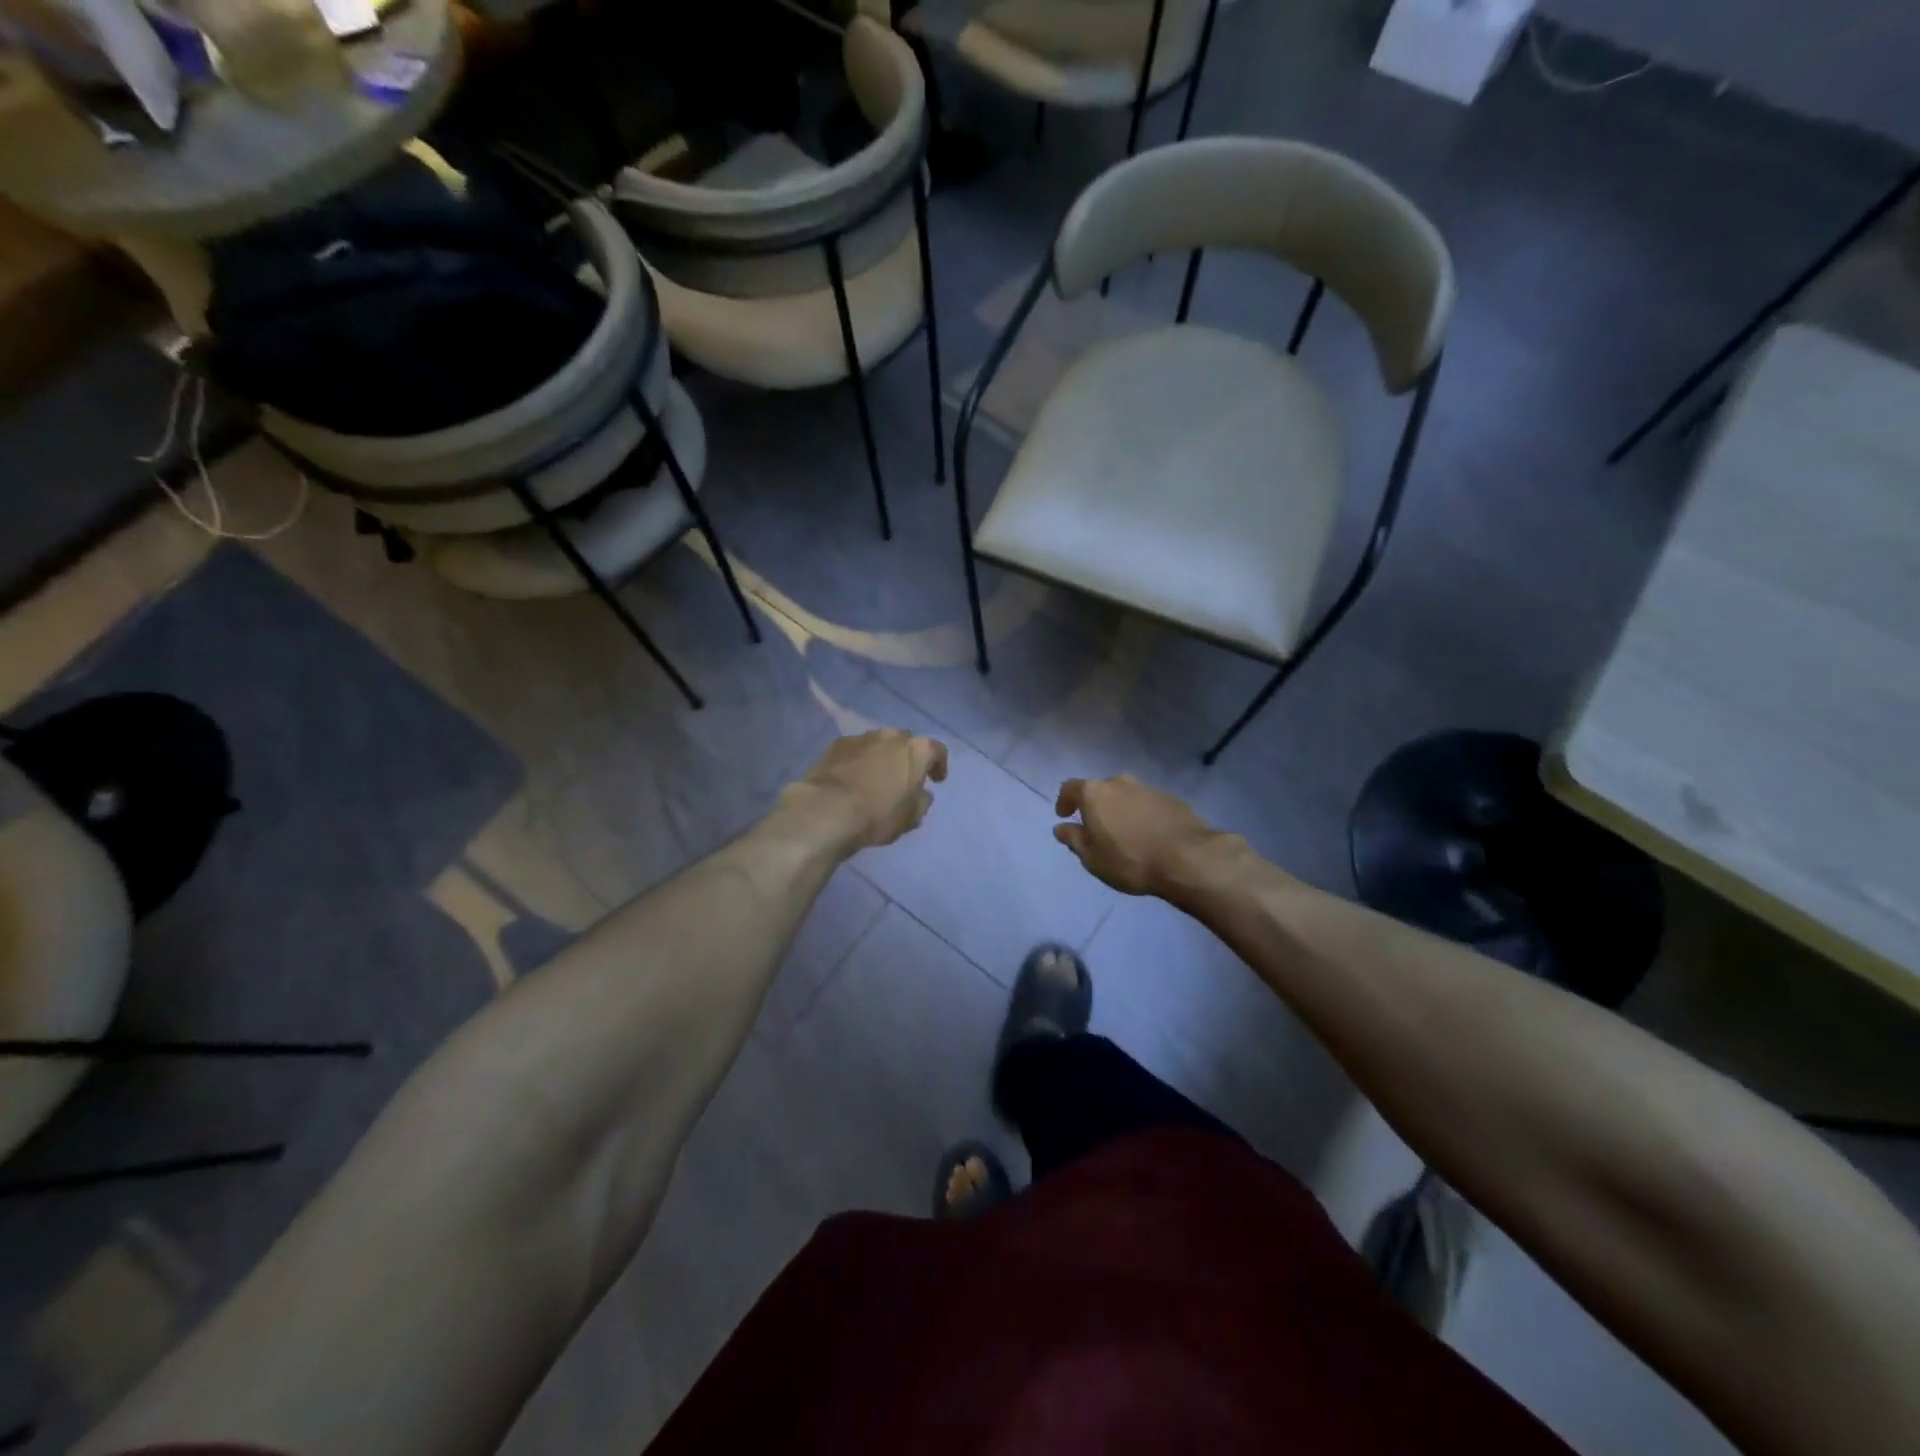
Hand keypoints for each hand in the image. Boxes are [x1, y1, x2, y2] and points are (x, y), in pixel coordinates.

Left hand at [786, 730, 949, 853]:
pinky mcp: (837, 744)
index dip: (939, 765)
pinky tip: (852, 777)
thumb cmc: (878, 814)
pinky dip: (858, 760)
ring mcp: (862, 737)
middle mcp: (891, 736)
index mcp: (916, 750)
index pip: (937, 750)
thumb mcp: (910, 817)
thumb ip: (921, 802)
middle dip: (907, 757)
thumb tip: (920, 794)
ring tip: (875, 776)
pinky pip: (855, 750)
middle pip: (905, 742)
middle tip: (904, 777)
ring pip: (879, 743)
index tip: (936, 780)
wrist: (827, 810)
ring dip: (881, 756)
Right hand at [1054, 775, 1230, 895]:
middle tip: (1096, 828)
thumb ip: (1074, 840)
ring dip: (1120, 810)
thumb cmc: (1130, 860)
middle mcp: (1119, 783)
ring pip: (1125, 795)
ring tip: (1123, 834)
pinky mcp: (1171, 798)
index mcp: (1095, 793)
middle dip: (1095, 806)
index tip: (1064, 815)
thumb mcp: (1093, 858)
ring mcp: (1147, 788)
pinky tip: (1147, 835)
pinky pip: (1146, 804)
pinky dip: (1141, 815)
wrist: (1187, 858)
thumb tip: (1061, 828)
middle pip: (1100, 790)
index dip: (1064, 801)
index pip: (1070, 788)